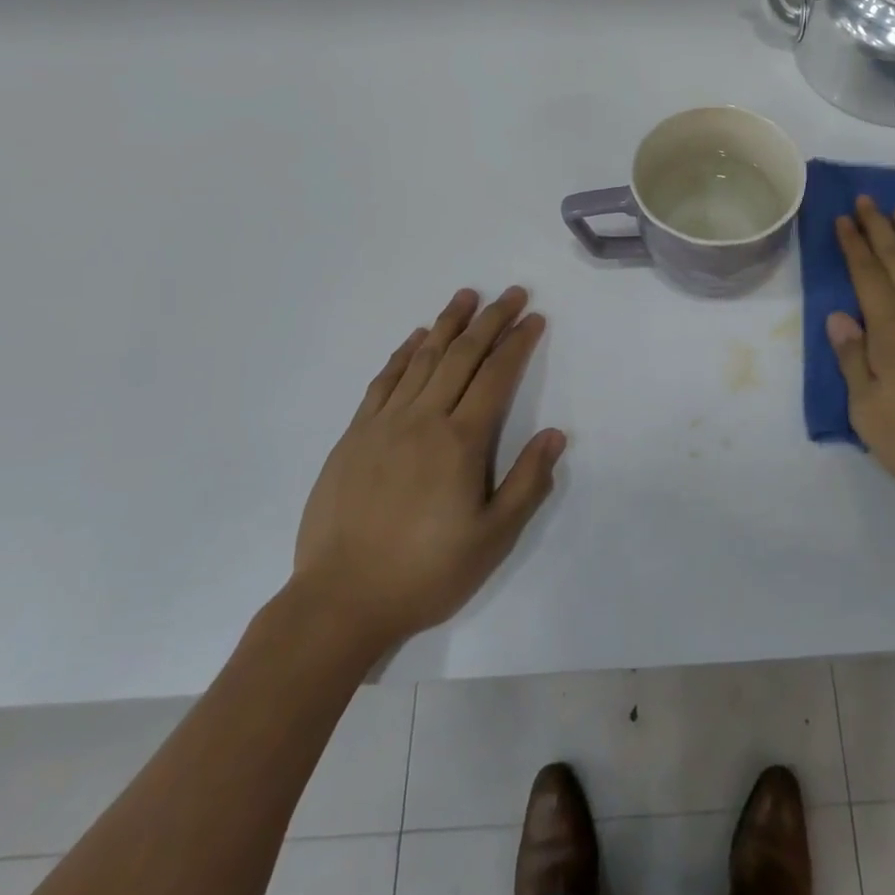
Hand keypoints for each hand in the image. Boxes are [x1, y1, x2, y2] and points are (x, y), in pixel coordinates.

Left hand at [293, 286, 565, 646]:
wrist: (339, 601)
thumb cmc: (425, 572)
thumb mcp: (492, 539)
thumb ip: (527, 483)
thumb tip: (554, 435)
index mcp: (460, 441)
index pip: (496, 376)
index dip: (518, 343)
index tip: (534, 318)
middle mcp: (423, 419)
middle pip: (462, 355)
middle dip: (490, 320)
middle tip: (511, 293)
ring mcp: (384, 424)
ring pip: (423, 359)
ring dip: (447, 323)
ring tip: (466, 296)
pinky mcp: (355, 435)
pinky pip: (384, 380)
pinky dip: (404, 353)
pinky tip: (416, 339)